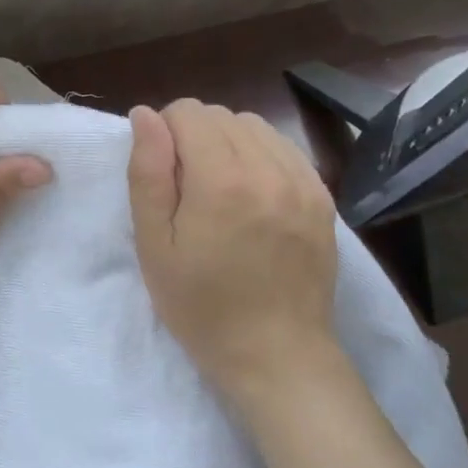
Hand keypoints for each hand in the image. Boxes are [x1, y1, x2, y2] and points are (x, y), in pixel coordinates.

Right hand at [127, 100, 340, 404]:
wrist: (277, 355)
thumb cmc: (201, 305)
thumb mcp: (154, 245)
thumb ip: (147, 173)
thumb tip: (144, 114)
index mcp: (222, 181)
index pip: (188, 112)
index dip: (164, 132)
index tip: (163, 173)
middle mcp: (268, 169)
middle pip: (220, 114)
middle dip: (194, 135)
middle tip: (186, 186)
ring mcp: (302, 182)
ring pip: (254, 125)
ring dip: (228, 141)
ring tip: (219, 187)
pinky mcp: (322, 197)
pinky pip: (284, 147)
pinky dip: (260, 155)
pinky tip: (251, 192)